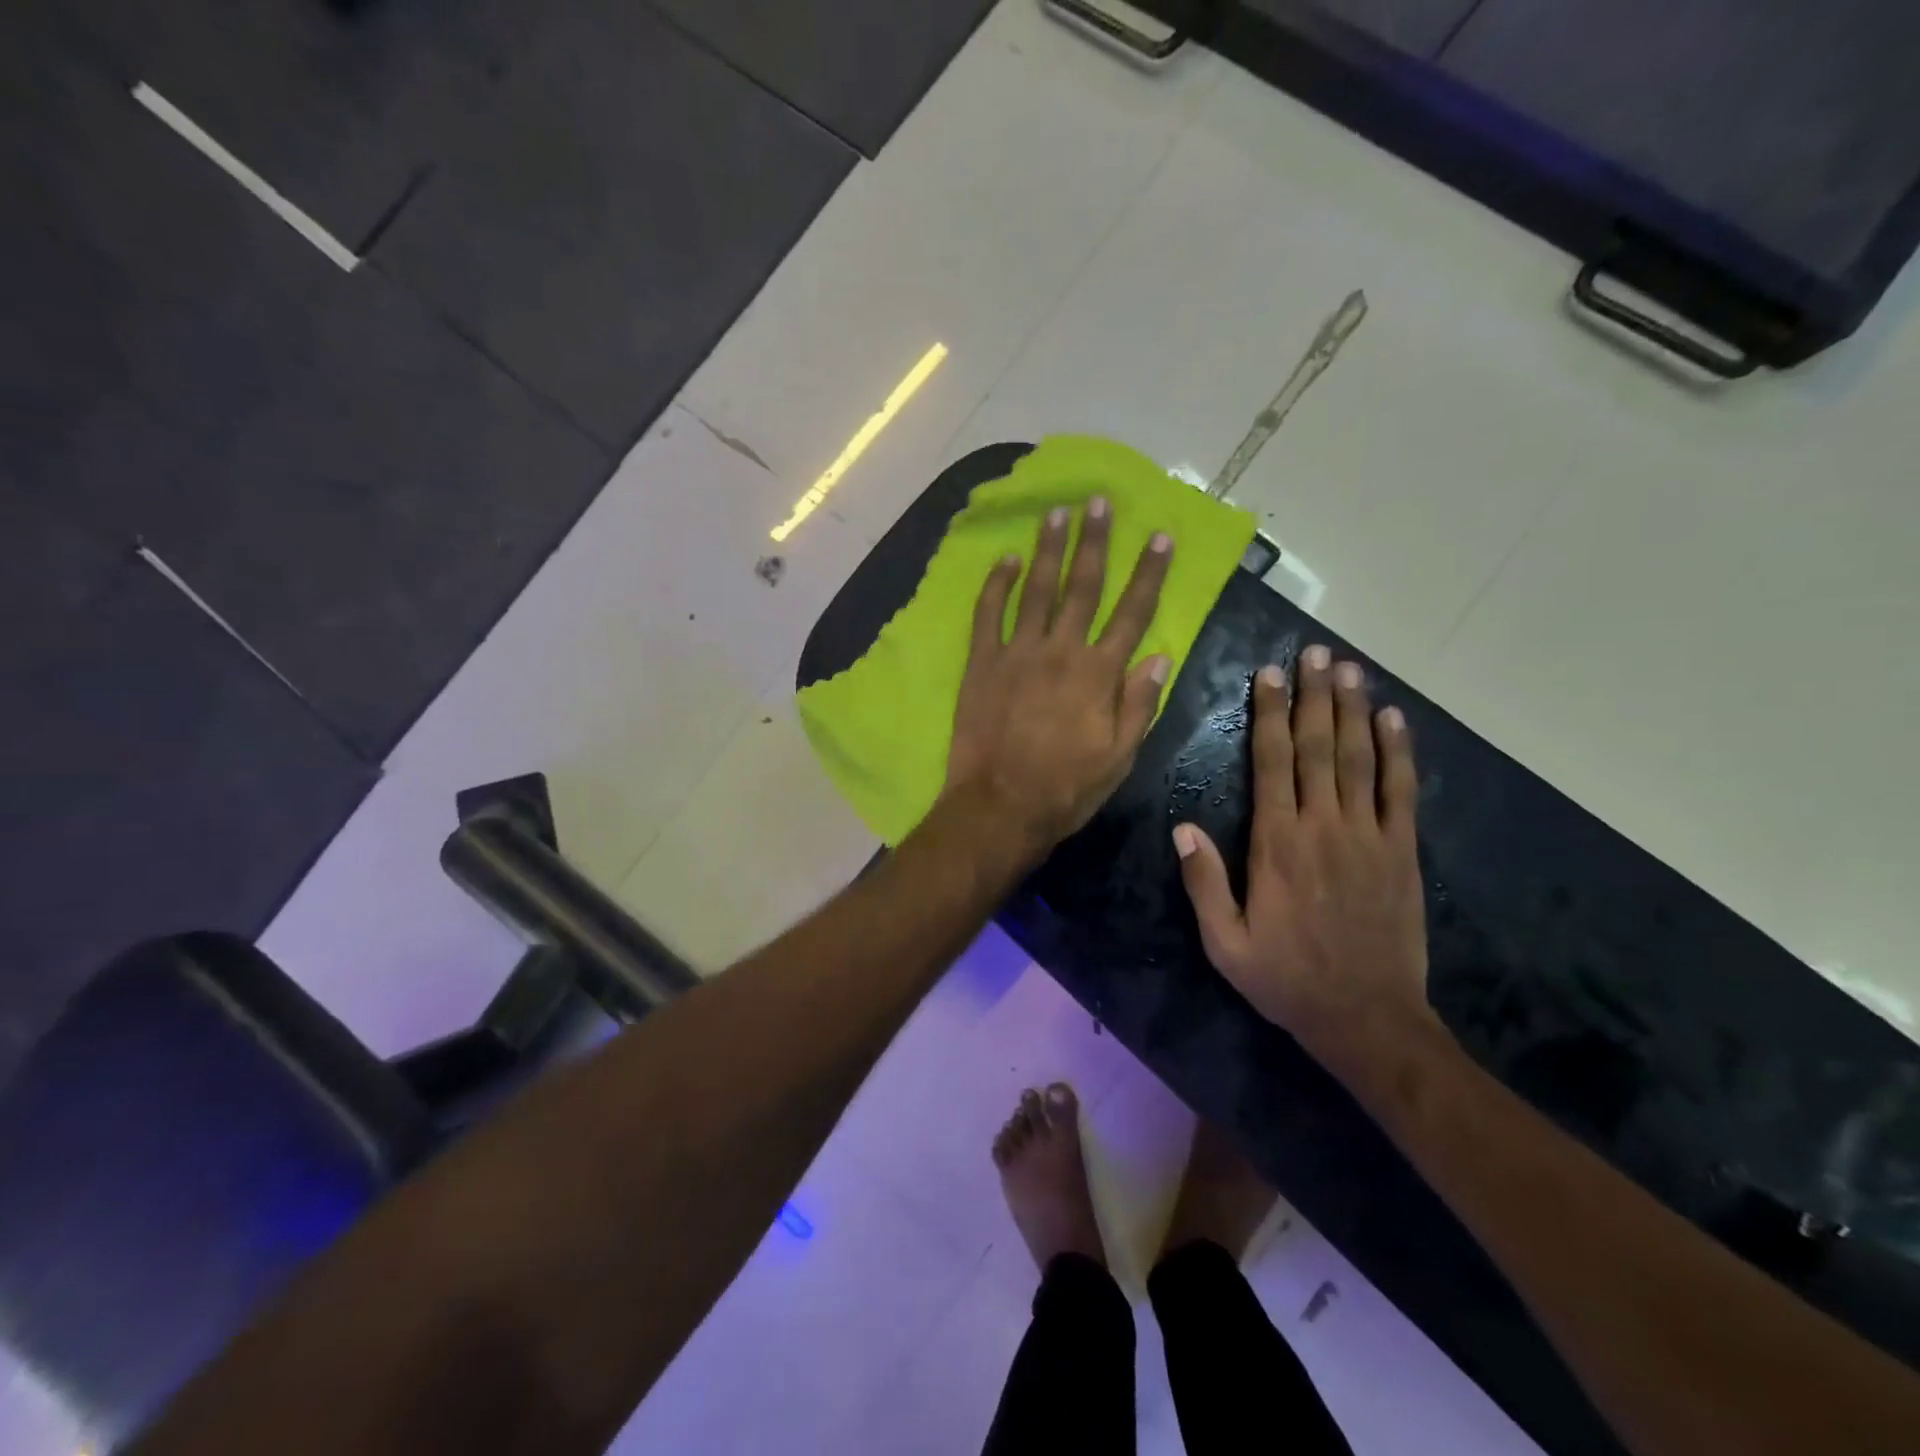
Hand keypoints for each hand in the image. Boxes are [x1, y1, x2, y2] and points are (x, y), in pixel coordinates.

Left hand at [945, 497, 1172, 855]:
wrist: (1000, 806)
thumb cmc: (1066, 788)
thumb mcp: (1119, 757)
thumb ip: (1138, 704)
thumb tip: (1159, 656)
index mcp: (1099, 674)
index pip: (1132, 613)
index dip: (1149, 573)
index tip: (1160, 537)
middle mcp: (1061, 651)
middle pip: (1083, 586)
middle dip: (1095, 541)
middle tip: (1099, 501)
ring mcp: (1017, 653)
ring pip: (1037, 590)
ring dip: (1048, 549)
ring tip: (1057, 513)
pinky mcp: (982, 663)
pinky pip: (988, 614)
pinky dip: (996, 584)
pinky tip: (1005, 559)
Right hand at [1172, 645, 1437, 1077]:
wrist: (1367, 1019)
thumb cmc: (1286, 979)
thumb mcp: (1224, 942)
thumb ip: (1204, 883)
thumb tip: (1183, 828)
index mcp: (1276, 844)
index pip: (1272, 763)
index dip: (1270, 715)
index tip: (1270, 675)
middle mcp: (1323, 827)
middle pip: (1317, 747)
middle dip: (1314, 696)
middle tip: (1315, 652)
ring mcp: (1368, 836)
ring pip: (1359, 759)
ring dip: (1353, 710)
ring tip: (1349, 668)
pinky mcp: (1401, 852)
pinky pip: (1401, 791)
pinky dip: (1399, 752)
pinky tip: (1394, 719)